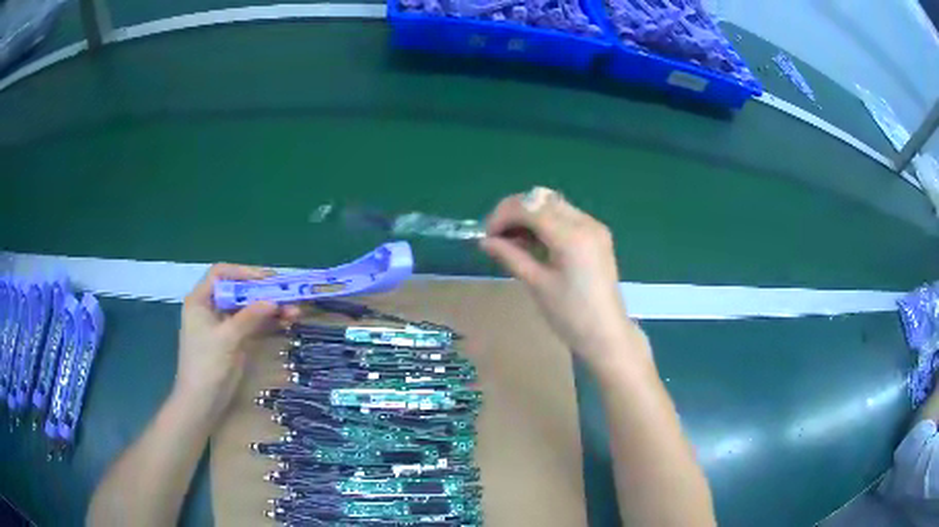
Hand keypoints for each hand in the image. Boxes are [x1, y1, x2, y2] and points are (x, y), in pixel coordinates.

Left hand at [174, 264, 299, 420]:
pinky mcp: (234, 341)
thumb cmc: (206, 365)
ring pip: (249, 309)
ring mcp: (224, 326)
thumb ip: (249, 317)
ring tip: (294, 312)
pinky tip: (286, 322)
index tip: (267, 279)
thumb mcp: (226, 338)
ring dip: (270, 309)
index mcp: (201, 301)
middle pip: (239, 291)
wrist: (202, 402)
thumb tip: (274, 301)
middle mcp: (212, 308)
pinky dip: (268, 323)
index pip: (221, 274)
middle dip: (263, 292)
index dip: (244, 272)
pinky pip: (253, 325)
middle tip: (287, 294)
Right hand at [480, 188, 638, 361]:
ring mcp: (594, 227)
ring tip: (512, 239)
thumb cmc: (570, 315)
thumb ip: (511, 256)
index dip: (503, 215)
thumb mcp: (537, 284)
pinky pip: (565, 216)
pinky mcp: (597, 235)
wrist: (606, 333)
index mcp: (571, 236)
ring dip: (529, 214)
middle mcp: (585, 222)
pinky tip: (533, 241)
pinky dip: (544, 221)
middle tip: (496, 235)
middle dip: (514, 211)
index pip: (530, 207)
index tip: (487, 235)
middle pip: (542, 199)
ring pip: (553, 204)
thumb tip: (485, 241)